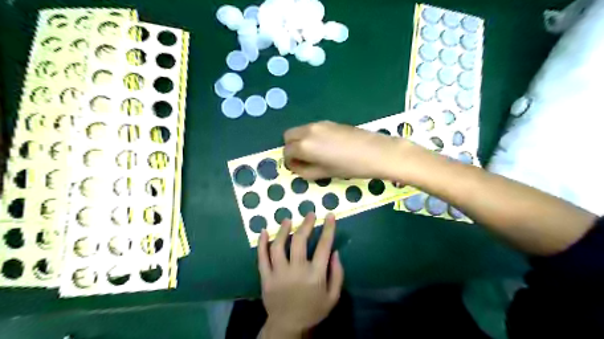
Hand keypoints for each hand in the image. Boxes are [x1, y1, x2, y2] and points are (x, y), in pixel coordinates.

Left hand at [258, 212, 344, 335]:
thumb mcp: (333, 297)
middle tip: (309, 214)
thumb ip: (337, 274)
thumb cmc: (313, 310)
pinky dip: (262, 243)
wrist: (288, 326)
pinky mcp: (266, 277)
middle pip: (300, 241)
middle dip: (306, 224)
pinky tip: (264, 231)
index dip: (328, 229)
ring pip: (279, 246)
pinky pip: (261, 257)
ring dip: (283, 230)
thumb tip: (335, 251)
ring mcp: (279, 273)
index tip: (330, 215)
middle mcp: (296, 271)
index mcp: (315, 275)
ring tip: (288, 220)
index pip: (324, 246)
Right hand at [283, 121, 404, 179]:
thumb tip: (295, 166)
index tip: (298, 168)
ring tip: (316, 154)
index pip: (286, 151)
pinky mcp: (329, 122)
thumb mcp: (324, 173)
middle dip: (291, 147)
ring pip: (300, 130)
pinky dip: (310, 136)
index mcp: (304, 145)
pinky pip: (311, 128)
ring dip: (300, 141)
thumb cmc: (349, 167)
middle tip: (303, 159)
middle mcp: (308, 130)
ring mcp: (319, 124)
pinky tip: (326, 146)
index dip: (289, 162)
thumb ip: (304, 170)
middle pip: (288, 136)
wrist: (375, 152)